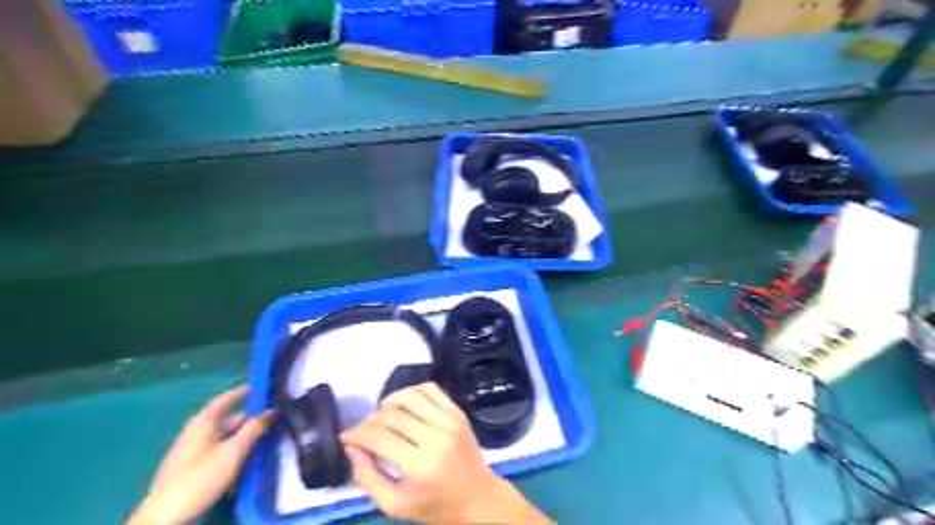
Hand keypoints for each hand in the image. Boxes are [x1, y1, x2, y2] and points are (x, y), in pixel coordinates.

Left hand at [124, 386, 271, 523]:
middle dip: (247, 418)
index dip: (241, 393)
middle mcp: (194, 434)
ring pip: (221, 438)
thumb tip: (271, 410)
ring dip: (241, 436)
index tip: (259, 388)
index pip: (223, 400)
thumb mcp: (233, 451)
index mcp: (202, 424)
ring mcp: (190, 453)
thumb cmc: (201, 477)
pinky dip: (232, 450)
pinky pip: (216, 452)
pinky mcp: (189, 471)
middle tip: (270, 418)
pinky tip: (244, 459)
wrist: (165, 518)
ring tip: (263, 438)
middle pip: (224, 420)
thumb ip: (254, 429)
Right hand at [342, 381, 549, 524]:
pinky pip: (431, 389)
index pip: (379, 438)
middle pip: (393, 414)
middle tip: (364, 431)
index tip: (347, 437)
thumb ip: (368, 477)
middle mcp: (436, 438)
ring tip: (383, 415)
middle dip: (370, 420)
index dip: (357, 434)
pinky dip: (412, 391)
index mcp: (420, 466)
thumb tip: (352, 447)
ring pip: (411, 395)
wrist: (477, 498)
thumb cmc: (434, 506)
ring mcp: (450, 421)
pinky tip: (405, 404)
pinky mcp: (458, 412)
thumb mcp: (395, 505)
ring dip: (390, 401)